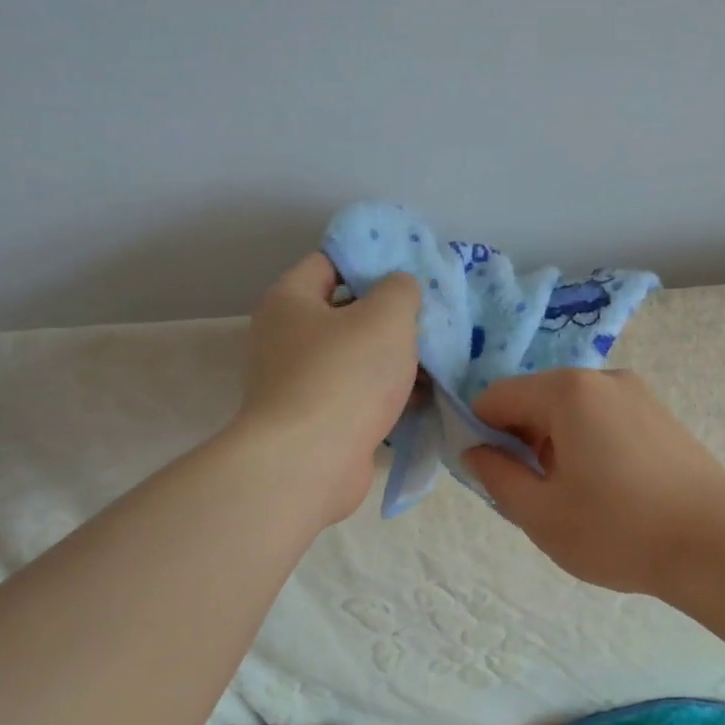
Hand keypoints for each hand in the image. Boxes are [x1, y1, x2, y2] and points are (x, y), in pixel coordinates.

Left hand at [239, 253, 420, 524]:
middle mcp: (286, 338)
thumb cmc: (344, 376)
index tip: (411, 273)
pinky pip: (358, 395)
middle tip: (432, 318)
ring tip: (438, 359)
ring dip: (394, 359)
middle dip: (390, 316)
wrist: (309, 463)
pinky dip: (386, 394)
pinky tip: (423, 395)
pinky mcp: (317, 420)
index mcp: (290, 301)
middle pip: (346, 312)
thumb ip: (401, 290)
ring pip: (356, 358)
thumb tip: (400, 289)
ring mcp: (299, 383)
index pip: (329, 262)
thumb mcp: (386, 317)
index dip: (370, 262)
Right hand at [463, 369, 724, 596]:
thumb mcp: (541, 514)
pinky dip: (589, 443)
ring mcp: (638, 394)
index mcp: (568, 392)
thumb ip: (496, 476)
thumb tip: (476, 451)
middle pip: (537, 398)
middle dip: (521, 439)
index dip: (481, 432)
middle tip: (534, 493)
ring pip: (572, 410)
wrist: (716, 545)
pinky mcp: (661, 414)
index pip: (497, 396)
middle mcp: (604, 378)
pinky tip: (608, 488)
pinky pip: (605, 418)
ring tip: (575, 497)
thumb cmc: (618, 531)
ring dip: (556, 444)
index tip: (491, 475)